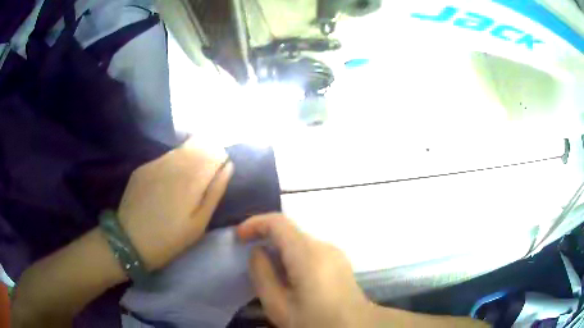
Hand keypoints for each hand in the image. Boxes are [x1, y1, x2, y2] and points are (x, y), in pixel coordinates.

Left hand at [118, 140, 233, 270]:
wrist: (130, 241)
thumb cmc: (170, 238)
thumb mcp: (199, 223)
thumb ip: (215, 191)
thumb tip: (228, 166)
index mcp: (192, 177)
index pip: (215, 151)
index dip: (220, 159)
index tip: (218, 174)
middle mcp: (174, 162)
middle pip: (199, 143)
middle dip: (206, 155)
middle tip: (203, 178)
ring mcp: (156, 163)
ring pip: (181, 149)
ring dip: (189, 158)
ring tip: (185, 182)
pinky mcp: (143, 167)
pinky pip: (165, 158)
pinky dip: (172, 164)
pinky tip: (167, 184)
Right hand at [237, 214, 374, 327]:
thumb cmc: (315, 321)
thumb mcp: (278, 305)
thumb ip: (262, 274)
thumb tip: (258, 251)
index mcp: (308, 254)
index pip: (278, 222)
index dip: (255, 223)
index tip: (239, 236)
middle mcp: (324, 246)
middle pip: (289, 230)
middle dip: (265, 236)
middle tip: (247, 253)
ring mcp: (335, 252)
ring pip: (299, 240)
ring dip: (279, 247)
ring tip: (266, 268)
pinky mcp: (339, 261)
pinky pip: (310, 249)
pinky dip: (293, 254)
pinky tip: (288, 276)